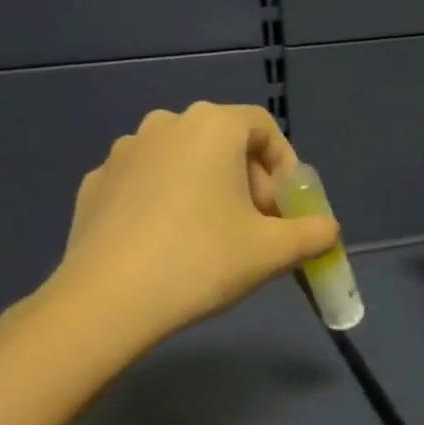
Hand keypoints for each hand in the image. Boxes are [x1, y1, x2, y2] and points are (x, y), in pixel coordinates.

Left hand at [48, 102, 339, 343]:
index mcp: (211, 127)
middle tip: (255, 228)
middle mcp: (165, 125)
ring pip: (181, 162)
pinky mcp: (96, 183)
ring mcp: (123, 152)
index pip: (263, 128)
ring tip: (209, 237)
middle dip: (247, 181)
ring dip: (205, 189)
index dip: (283, 167)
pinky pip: (145, 183)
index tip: (286, 208)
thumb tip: (328, 229)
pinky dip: (164, 203)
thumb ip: (311, 234)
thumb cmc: (201, 261)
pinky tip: (164, 244)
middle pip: (222, 143)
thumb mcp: (272, 252)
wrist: (108, 299)